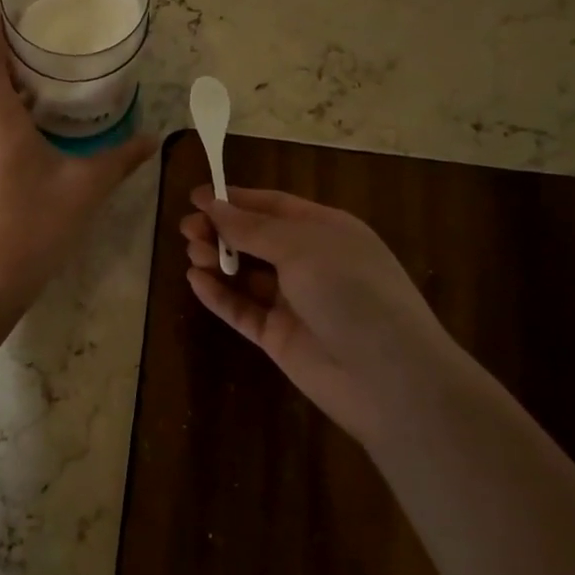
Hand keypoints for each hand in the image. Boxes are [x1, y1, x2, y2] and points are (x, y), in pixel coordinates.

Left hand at [0, 15, 156, 311]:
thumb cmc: (33, 227)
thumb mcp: (85, 189)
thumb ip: (120, 160)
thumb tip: (154, 139)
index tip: (11, 10)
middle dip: (4, 52)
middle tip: (42, 43)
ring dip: (4, 84)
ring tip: (43, 80)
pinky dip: (2, 112)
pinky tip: (34, 130)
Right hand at [181, 186, 463, 452]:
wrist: (388, 378)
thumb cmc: (351, 291)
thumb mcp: (301, 247)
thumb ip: (252, 228)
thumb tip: (213, 205)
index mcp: (325, 230)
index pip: (273, 206)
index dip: (235, 199)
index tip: (196, 196)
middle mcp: (310, 262)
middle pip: (256, 238)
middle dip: (221, 229)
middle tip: (187, 228)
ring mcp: (294, 302)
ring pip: (246, 274)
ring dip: (218, 259)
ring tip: (193, 254)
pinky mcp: (280, 337)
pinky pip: (243, 310)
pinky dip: (219, 295)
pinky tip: (195, 281)